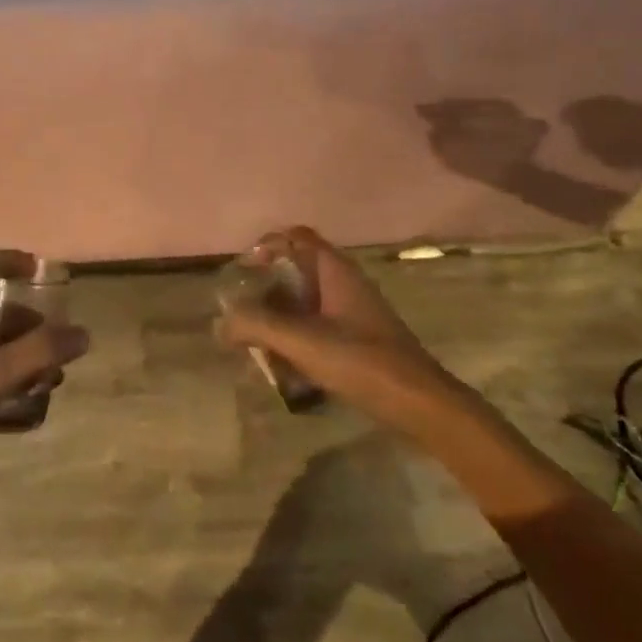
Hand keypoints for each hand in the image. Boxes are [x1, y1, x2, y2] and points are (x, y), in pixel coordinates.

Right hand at [217, 226, 454, 428]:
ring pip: (306, 303)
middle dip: (266, 289)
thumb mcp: (302, 341)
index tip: (243, 271)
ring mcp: (354, 313)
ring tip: (256, 343)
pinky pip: (318, 328)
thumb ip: (256, 326)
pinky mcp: (359, 340)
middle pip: (297, 271)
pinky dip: (297, 339)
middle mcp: (345, 284)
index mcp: (335, 270)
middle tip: (243, 312)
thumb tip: (221, 323)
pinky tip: (285, 368)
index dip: (266, 245)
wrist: (421, 404)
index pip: (296, 237)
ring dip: (279, 318)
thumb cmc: (361, 361)